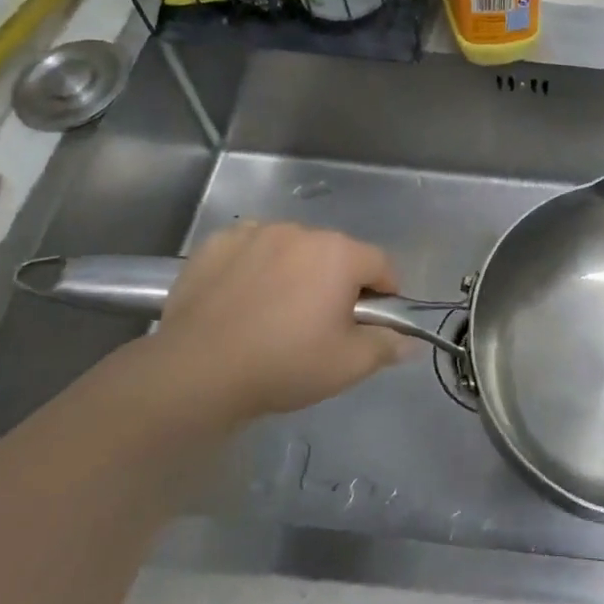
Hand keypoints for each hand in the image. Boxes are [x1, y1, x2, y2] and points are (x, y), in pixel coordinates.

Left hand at [134, 222, 410, 428]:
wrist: (196, 372)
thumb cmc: (283, 364)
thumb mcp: (348, 365)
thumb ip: (386, 345)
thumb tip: (408, 340)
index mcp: (340, 253)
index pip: (382, 265)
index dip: (384, 295)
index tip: (369, 324)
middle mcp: (302, 231)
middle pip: (337, 254)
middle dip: (338, 283)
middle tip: (320, 326)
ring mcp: (256, 232)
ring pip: (294, 249)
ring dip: (297, 272)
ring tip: (276, 314)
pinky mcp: (218, 243)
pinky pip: (253, 249)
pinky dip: (257, 266)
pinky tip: (243, 300)